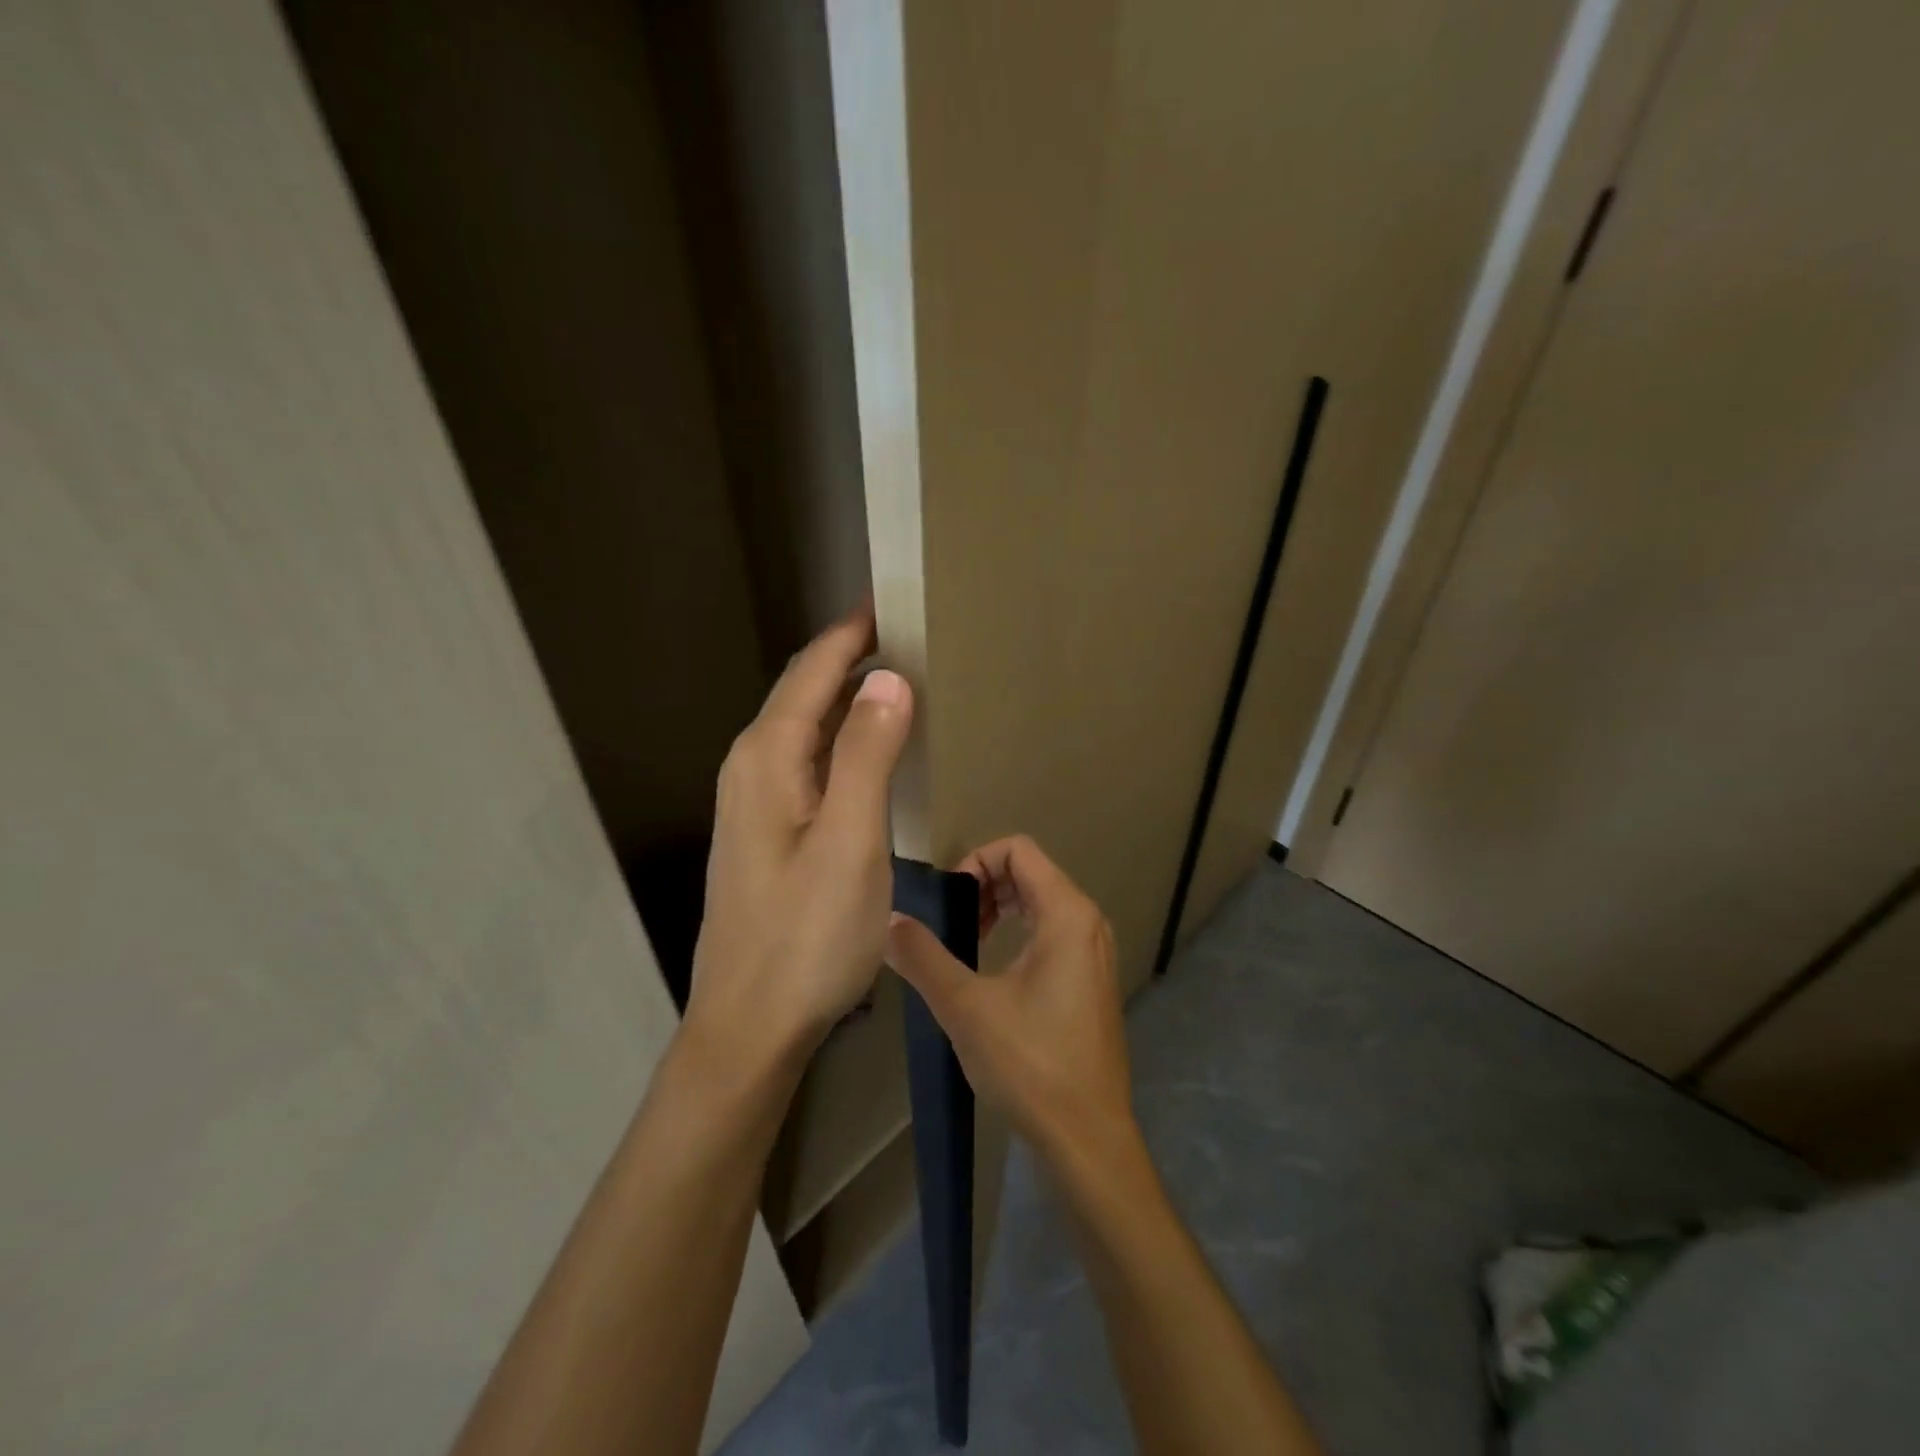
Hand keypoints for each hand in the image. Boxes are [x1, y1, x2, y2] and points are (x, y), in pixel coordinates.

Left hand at [684, 602, 913, 1072]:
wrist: (751, 1023)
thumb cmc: (806, 936)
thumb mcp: (851, 842)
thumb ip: (867, 756)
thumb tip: (887, 679)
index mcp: (768, 758)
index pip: (814, 671)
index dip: (852, 632)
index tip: (893, 599)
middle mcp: (753, 768)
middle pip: (805, 692)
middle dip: (851, 656)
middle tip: (910, 635)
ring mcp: (756, 801)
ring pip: (806, 727)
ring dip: (848, 696)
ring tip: (899, 678)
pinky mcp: (768, 829)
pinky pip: (809, 761)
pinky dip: (843, 738)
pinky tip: (872, 749)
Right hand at [885, 836, 1135, 1164]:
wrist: (1087, 1137)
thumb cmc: (1030, 1064)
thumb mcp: (965, 1007)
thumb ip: (923, 957)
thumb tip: (888, 922)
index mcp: (1067, 914)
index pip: (1019, 849)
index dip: (976, 861)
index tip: (949, 902)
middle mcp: (1088, 922)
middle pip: (1031, 871)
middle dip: (985, 885)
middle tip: (953, 922)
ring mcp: (1095, 952)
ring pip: (1042, 902)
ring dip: (1000, 908)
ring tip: (968, 941)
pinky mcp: (1093, 979)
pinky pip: (1054, 931)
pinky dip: (1020, 932)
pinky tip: (994, 970)